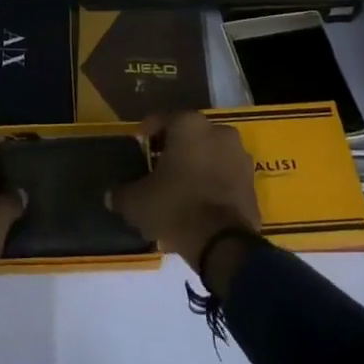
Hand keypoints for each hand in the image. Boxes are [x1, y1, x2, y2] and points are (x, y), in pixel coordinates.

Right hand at [111, 111, 260, 281]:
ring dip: (196, 166)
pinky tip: (199, 202)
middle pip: (189, 136)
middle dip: (174, 149)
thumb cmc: (175, 207)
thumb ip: (122, 194)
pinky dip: (213, 183)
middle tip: (158, 169)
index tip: (139, 147)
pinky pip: (226, 175)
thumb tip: (111, 196)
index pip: (162, 120)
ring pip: (210, 154)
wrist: (223, 243)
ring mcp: (240, 156)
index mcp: (189, 125)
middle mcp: (219, 131)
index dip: (147, 133)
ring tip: (180, 188)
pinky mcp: (252, 182)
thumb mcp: (137, 202)